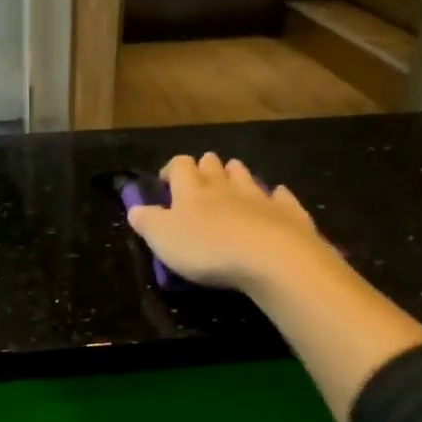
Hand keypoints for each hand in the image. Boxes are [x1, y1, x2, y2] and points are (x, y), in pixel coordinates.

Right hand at [126, 153, 334, 294]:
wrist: (270, 257)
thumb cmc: (207, 248)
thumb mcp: (163, 239)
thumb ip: (147, 222)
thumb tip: (134, 208)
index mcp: (191, 190)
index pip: (179, 165)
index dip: (171, 170)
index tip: (165, 183)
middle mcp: (225, 185)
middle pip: (213, 165)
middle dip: (205, 168)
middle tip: (198, 184)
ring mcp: (259, 195)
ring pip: (244, 175)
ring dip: (235, 176)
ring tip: (231, 186)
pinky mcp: (287, 211)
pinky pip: (280, 196)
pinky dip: (274, 196)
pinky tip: (275, 199)